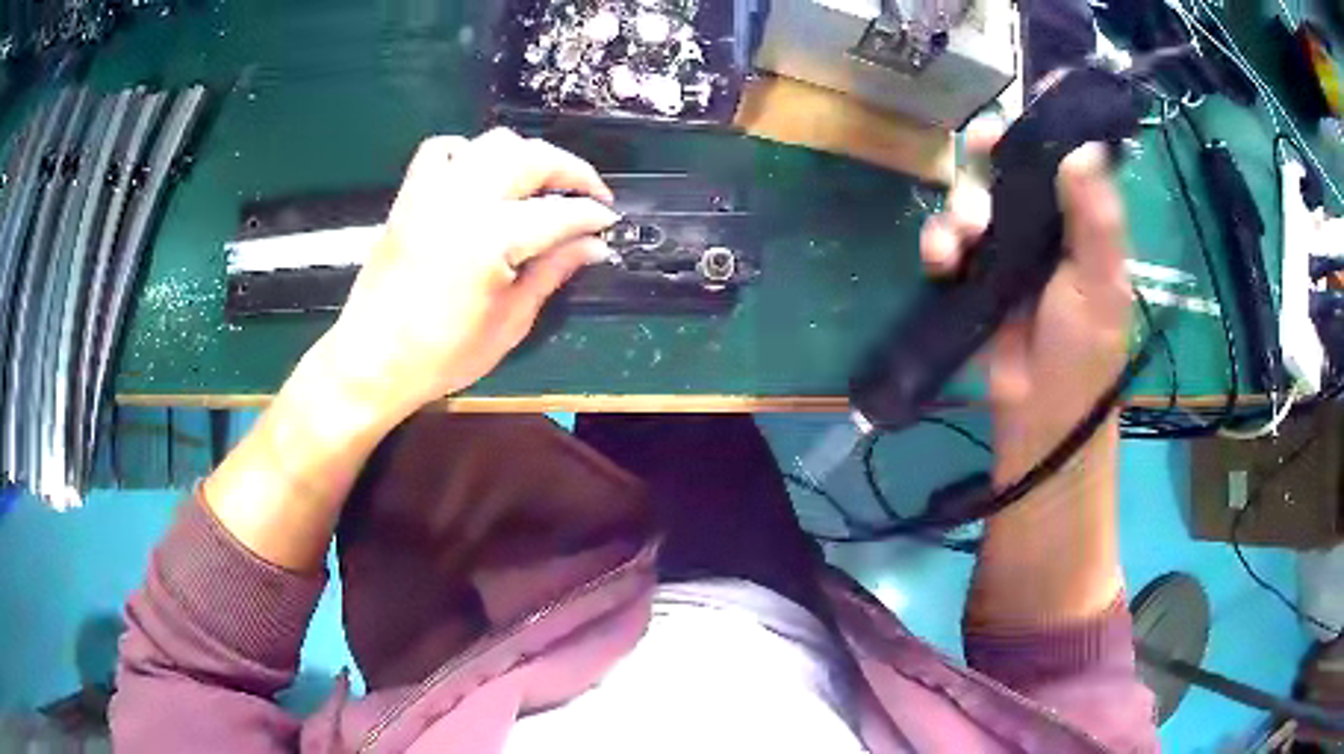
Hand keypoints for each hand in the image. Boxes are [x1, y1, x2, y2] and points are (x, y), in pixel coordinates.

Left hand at [318, 128, 618, 421]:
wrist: (373, 360)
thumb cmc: (443, 355)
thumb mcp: (509, 322)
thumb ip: (552, 273)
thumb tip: (594, 246)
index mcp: (493, 238)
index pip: (560, 212)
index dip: (592, 215)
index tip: (609, 221)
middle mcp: (465, 200)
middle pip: (532, 157)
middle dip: (572, 170)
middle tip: (590, 194)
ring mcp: (433, 191)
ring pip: (493, 142)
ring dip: (527, 155)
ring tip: (541, 183)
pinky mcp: (410, 195)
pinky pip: (442, 150)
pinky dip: (469, 152)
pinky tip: (479, 176)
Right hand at [920, 117, 1132, 483]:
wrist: (1042, 420)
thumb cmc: (1083, 355)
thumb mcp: (1101, 285)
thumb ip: (1096, 219)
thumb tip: (1079, 147)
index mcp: (1080, 227)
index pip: (1058, 165)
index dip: (1035, 136)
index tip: (1015, 117)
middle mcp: (1043, 233)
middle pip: (1007, 176)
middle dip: (987, 161)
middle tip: (977, 150)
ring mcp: (1006, 258)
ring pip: (973, 205)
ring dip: (959, 209)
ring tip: (959, 238)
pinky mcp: (973, 284)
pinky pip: (949, 247)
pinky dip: (938, 245)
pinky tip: (939, 259)